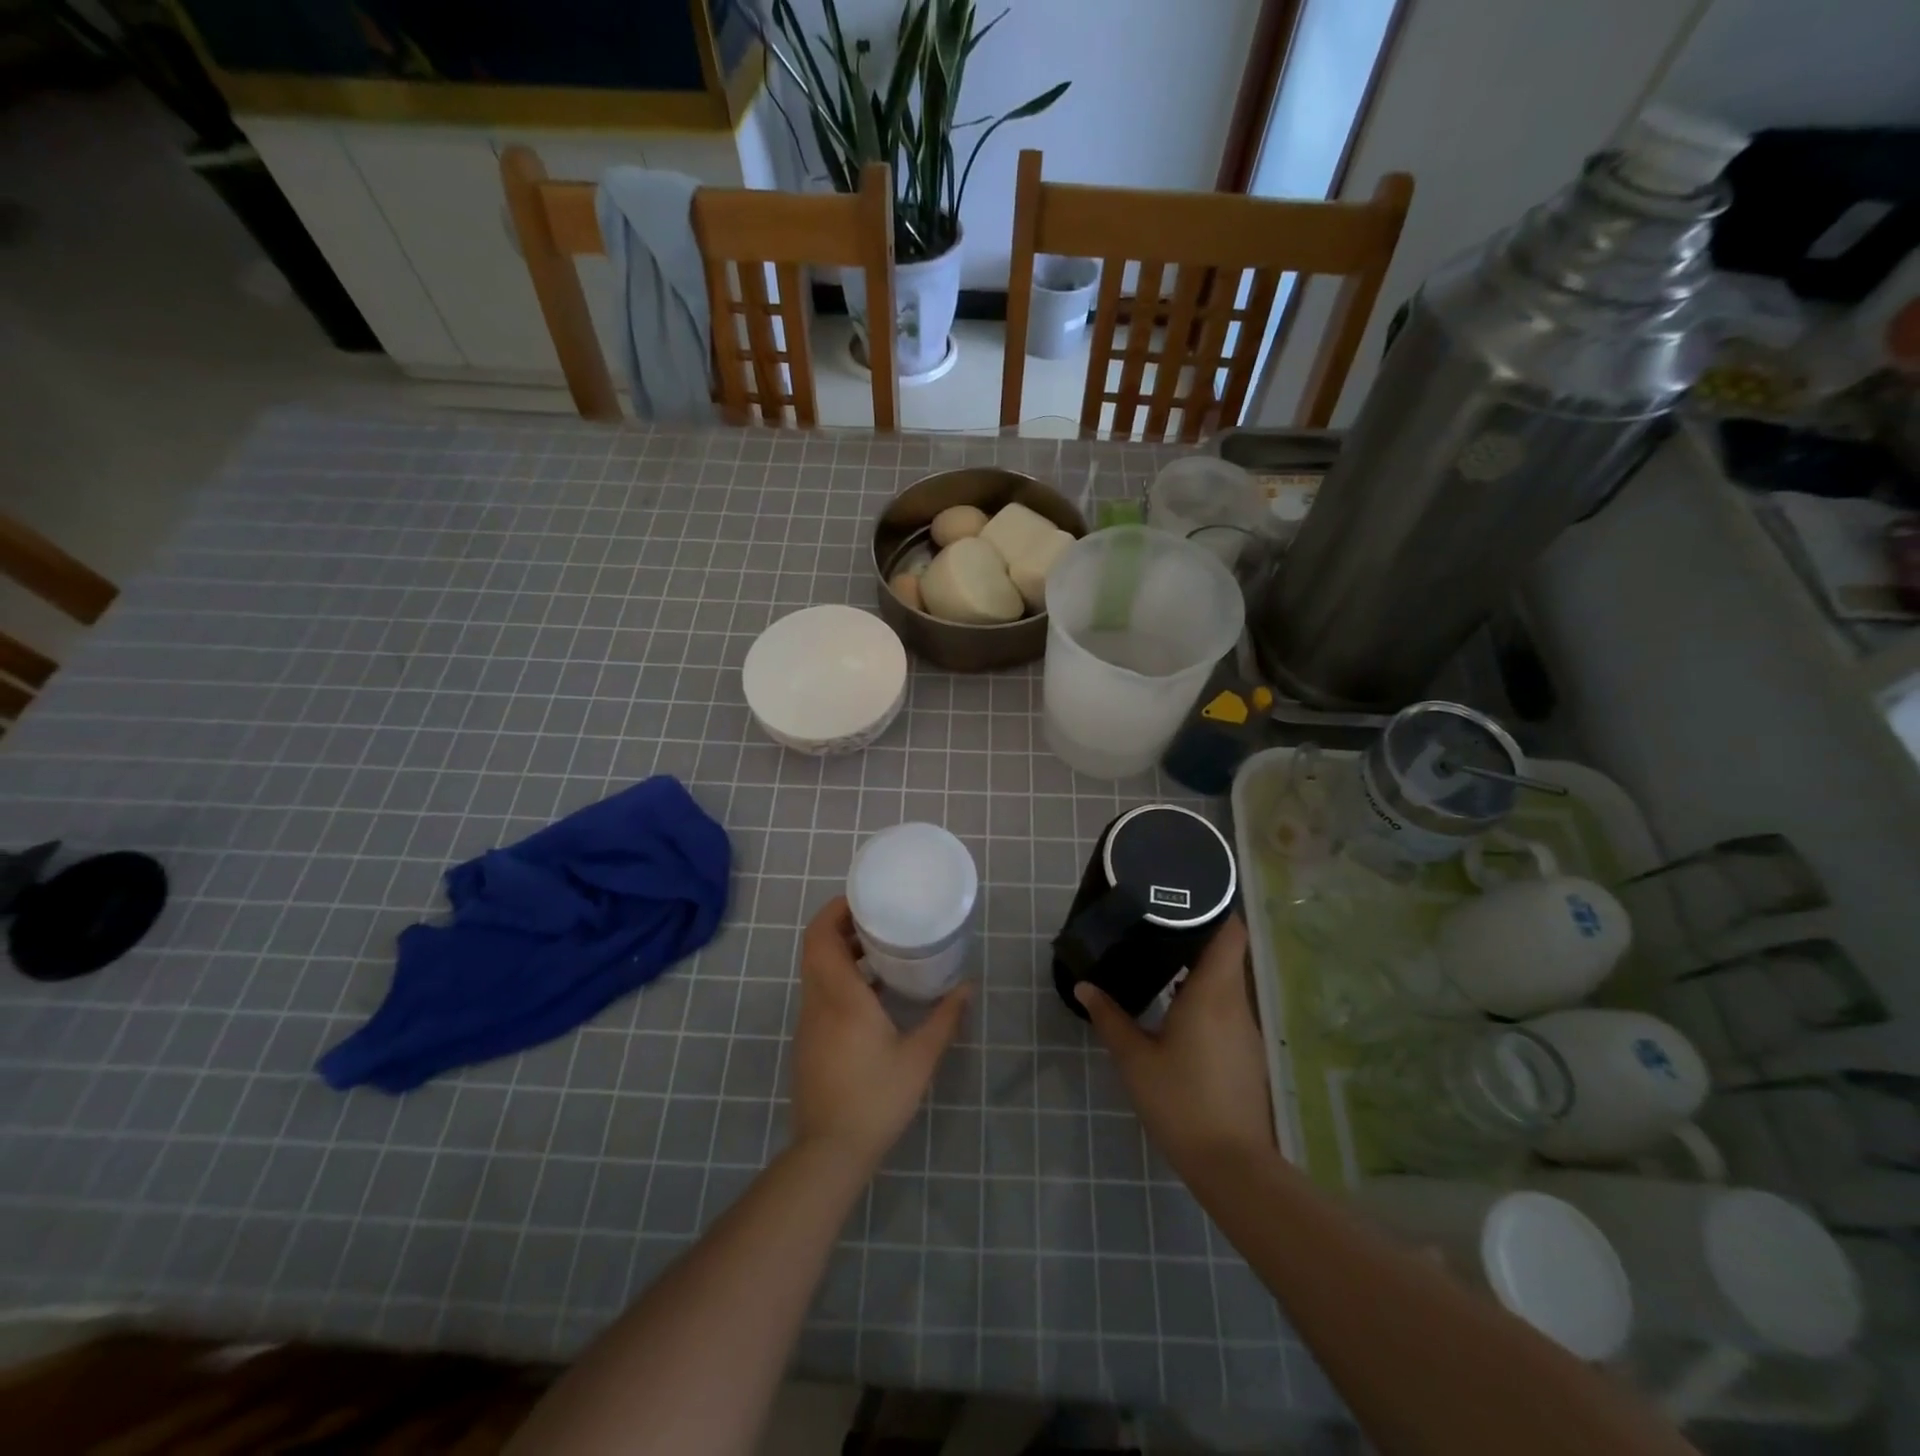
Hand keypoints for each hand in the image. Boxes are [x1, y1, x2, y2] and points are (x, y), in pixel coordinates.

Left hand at [792, 897, 970, 1171]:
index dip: (835, 910)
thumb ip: (945, 1018)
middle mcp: (818, 1001)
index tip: (863, 899)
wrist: (829, 1152)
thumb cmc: (875, 1097)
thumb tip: (969, 986)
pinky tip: (874, 993)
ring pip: (817, 970)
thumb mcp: (919, 1057)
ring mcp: (810, 1022)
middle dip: (842, 926)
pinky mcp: (810, 1040)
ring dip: (842, 952)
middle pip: (816, 947)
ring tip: (881, 949)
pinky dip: (841, 978)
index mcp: (840, 995)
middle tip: (879, 919)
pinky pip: (820, 992)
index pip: (820, 936)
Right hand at [1075, 916, 1273, 1174]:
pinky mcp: (1245, 1052)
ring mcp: (1245, 1030)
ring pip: (1226, 981)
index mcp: (1212, 994)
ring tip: (1161, 956)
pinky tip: (1175, 1006)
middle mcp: (1235, 1003)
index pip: (1231, 933)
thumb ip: (1109, 1017)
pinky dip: (1204, 995)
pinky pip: (1226, 1007)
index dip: (1218, 907)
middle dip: (1196, 934)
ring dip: (1198, 967)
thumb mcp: (1134, 1059)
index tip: (1189, 893)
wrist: (1231, 1165)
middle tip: (1157, 921)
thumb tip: (1084, 986)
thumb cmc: (1180, 1101)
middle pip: (1226, 953)